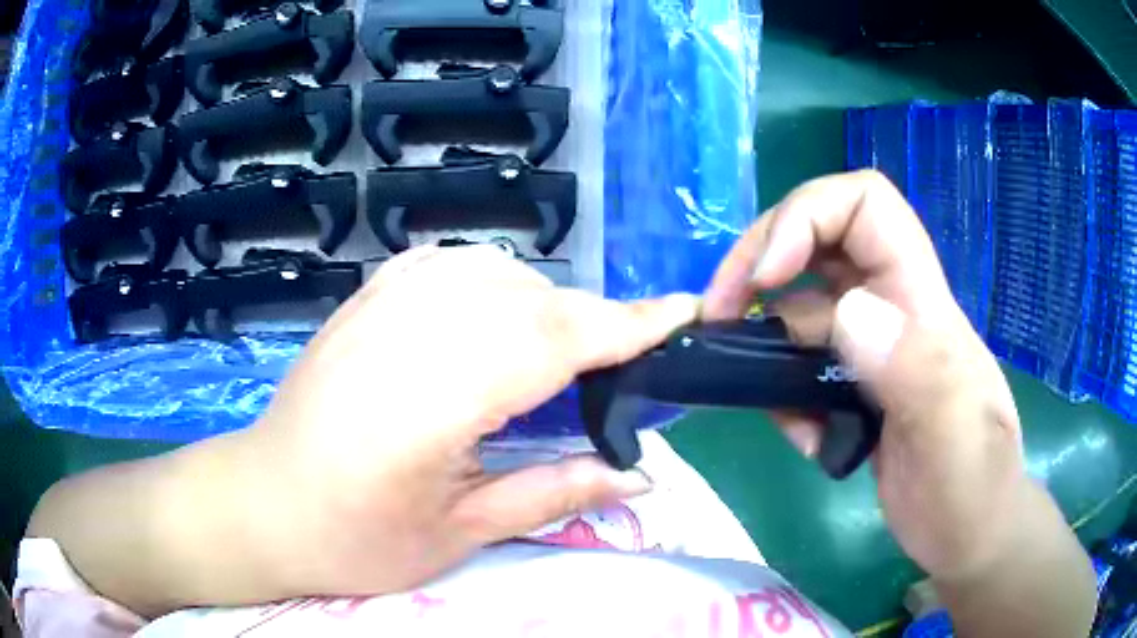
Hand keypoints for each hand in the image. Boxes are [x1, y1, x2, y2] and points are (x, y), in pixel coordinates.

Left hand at [29, 245, 698, 616]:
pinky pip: (458, 266)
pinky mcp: (369, 294)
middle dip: (597, 325)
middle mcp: (409, 330)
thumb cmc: (354, 538)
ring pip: (502, 274)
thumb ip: (556, 491)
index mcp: (431, 399)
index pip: (554, 340)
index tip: (683, 313)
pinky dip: (501, 284)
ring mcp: (382, 301)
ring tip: (569, 358)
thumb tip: (643, 476)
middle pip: (535, 301)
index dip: (629, 325)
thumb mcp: (460, 534)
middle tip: (630, 366)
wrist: (264, 502)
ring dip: (550, 307)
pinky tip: (503, 320)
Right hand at [703, 171, 1053, 582]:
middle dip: (759, 263)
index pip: (865, 204)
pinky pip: (800, 361)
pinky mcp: (854, 386)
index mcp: (921, 301)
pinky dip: (781, 388)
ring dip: (764, 338)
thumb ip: (914, 371)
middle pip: (817, 239)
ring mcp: (871, 349)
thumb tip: (847, 314)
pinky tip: (801, 434)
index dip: (807, 215)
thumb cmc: (972, 487)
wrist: (969, 534)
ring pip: (800, 304)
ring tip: (758, 393)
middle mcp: (892, 309)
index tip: (767, 279)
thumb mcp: (953, 435)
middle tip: (719, 316)